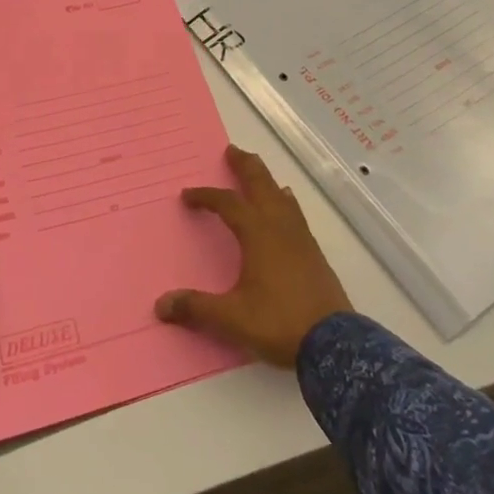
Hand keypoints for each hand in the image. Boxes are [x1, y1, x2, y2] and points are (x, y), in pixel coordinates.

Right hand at [155, 145, 351, 365]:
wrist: (333, 342)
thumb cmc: (279, 323)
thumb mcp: (232, 318)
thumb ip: (197, 308)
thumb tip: (161, 306)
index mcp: (257, 234)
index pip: (227, 204)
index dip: (206, 196)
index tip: (188, 196)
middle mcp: (279, 227)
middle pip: (261, 185)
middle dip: (245, 166)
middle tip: (232, 150)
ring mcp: (300, 238)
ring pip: (281, 196)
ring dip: (266, 180)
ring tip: (257, 172)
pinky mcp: (314, 252)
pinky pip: (295, 213)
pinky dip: (284, 201)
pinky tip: (286, 205)